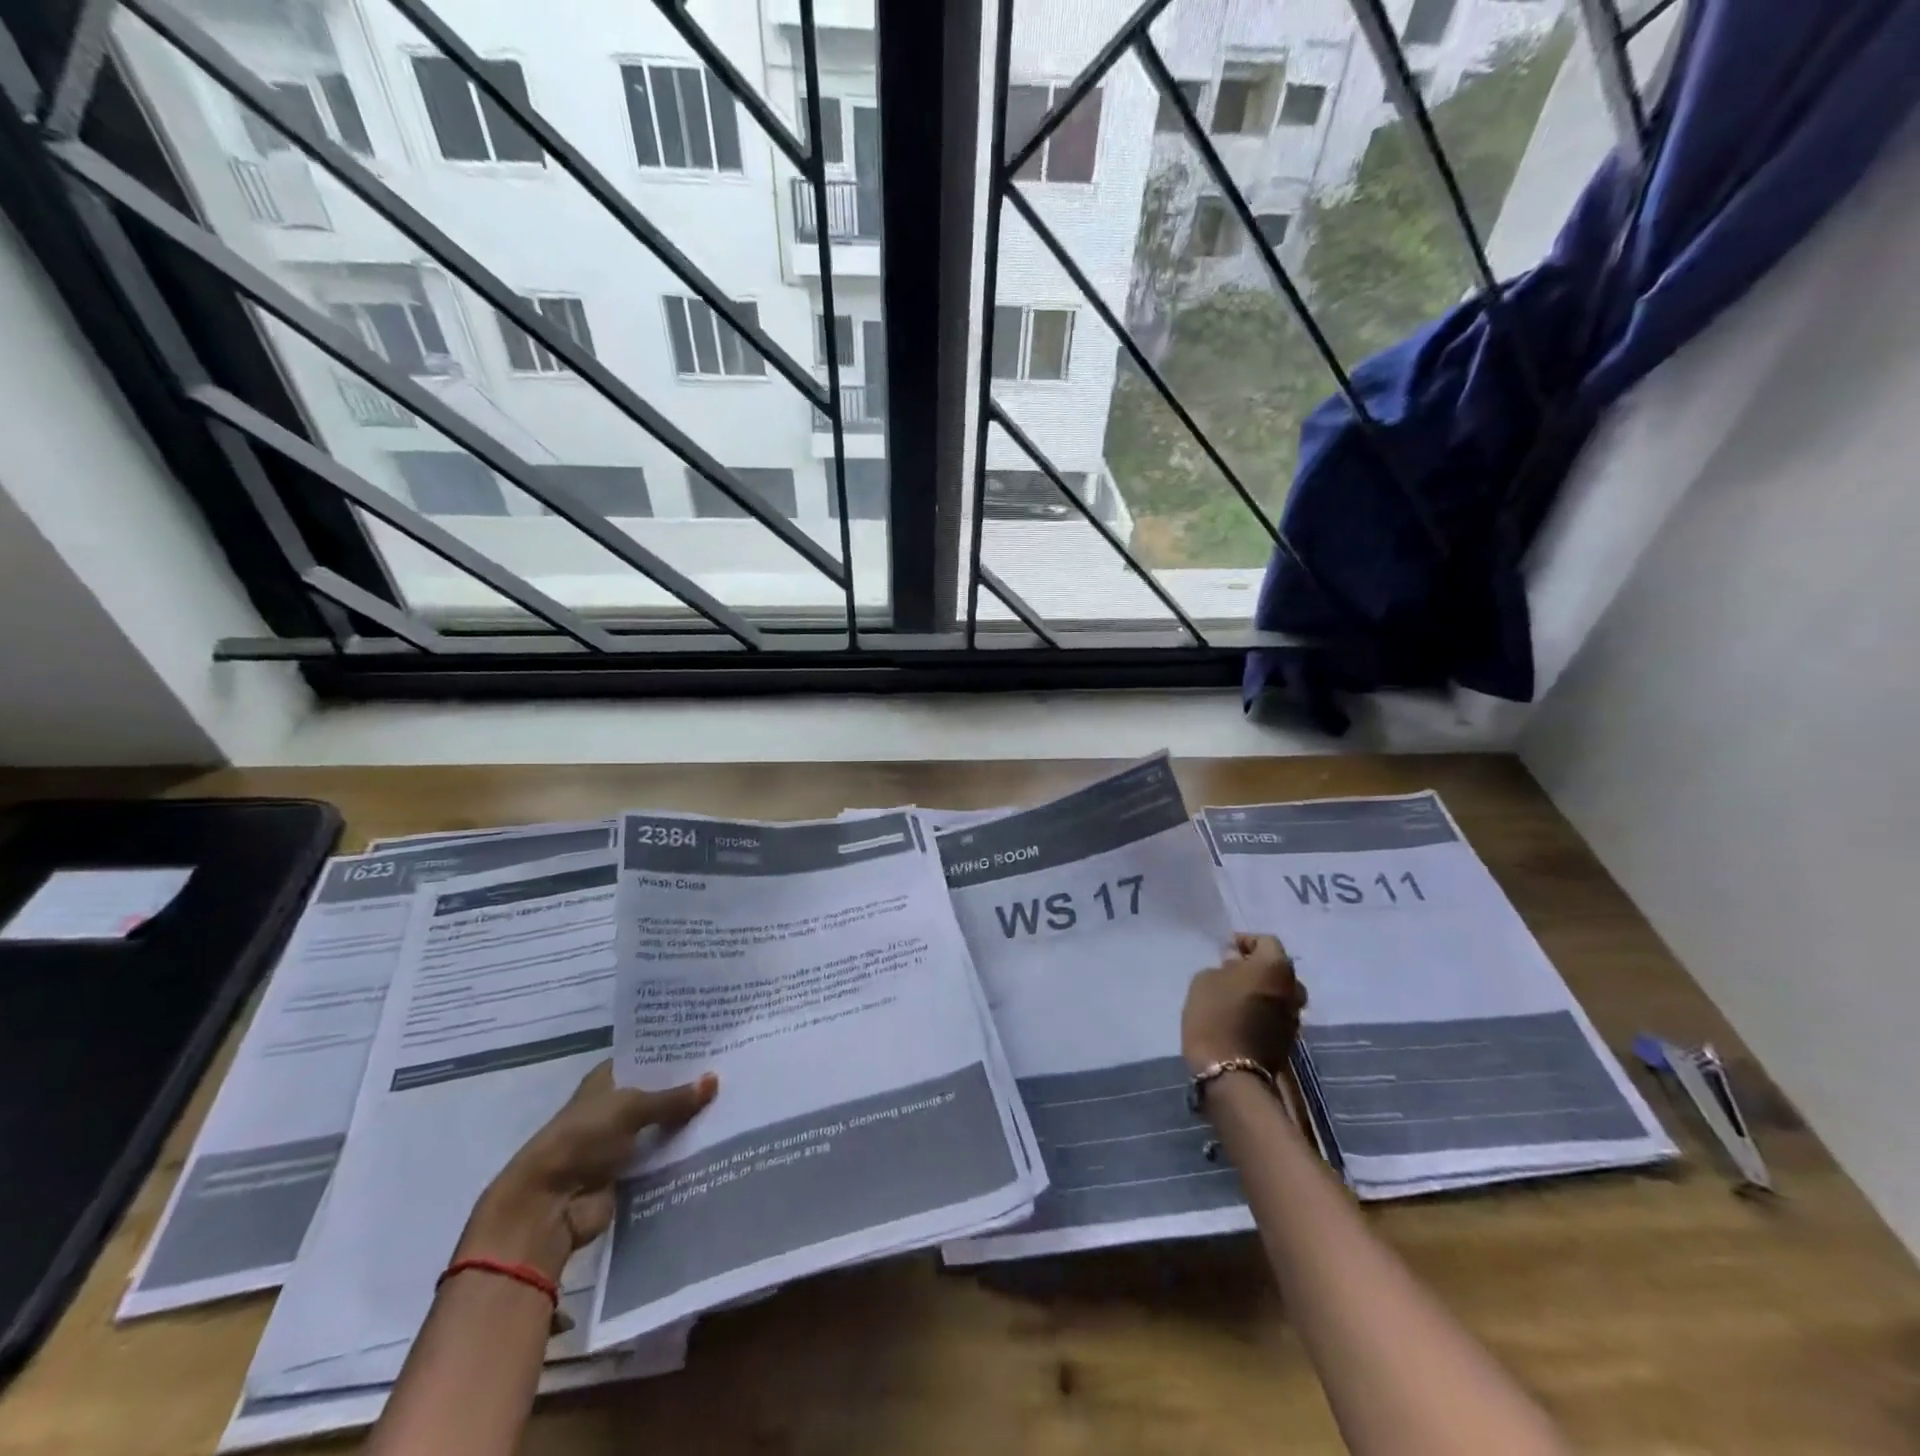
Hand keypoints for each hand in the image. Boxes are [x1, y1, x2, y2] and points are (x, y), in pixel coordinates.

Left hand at [456, 1061, 717, 1285]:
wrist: (547, 1206)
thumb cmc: (582, 1139)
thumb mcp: (631, 1108)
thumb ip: (673, 1097)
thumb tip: (715, 1080)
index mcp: (607, 1079)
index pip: (647, 1057)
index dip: (676, 1050)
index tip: (712, 1042)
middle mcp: (614, 1105)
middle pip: (659, 1091)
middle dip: (688, 1086)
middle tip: (732, 1071)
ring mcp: (622, 1140)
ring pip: (663, 1124)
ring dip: (688, 1120)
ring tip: (732, 1103)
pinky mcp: (630, 1172)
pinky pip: (663, 1155)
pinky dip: (682, 1151)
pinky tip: (716, 1139)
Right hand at [1182, 933, 1307, 1073]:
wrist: (1230, 1072)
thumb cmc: (1215, 1015)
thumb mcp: (1206, 979)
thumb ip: (1224, 965)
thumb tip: (1236, 962)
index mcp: (1275, 966)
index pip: (1266, 941)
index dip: (1245, 941)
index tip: (1225, 949)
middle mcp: (1293, 988)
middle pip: (1278, 968)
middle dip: (1257, 966)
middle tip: (1232, 970)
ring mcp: (1294, 1016)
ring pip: (1280, 993)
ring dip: (1263, 990)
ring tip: (1238, 995)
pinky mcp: (1290, 1040)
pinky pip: (1277, 1014)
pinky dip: (1264, 1010)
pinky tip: (1243, 1016)